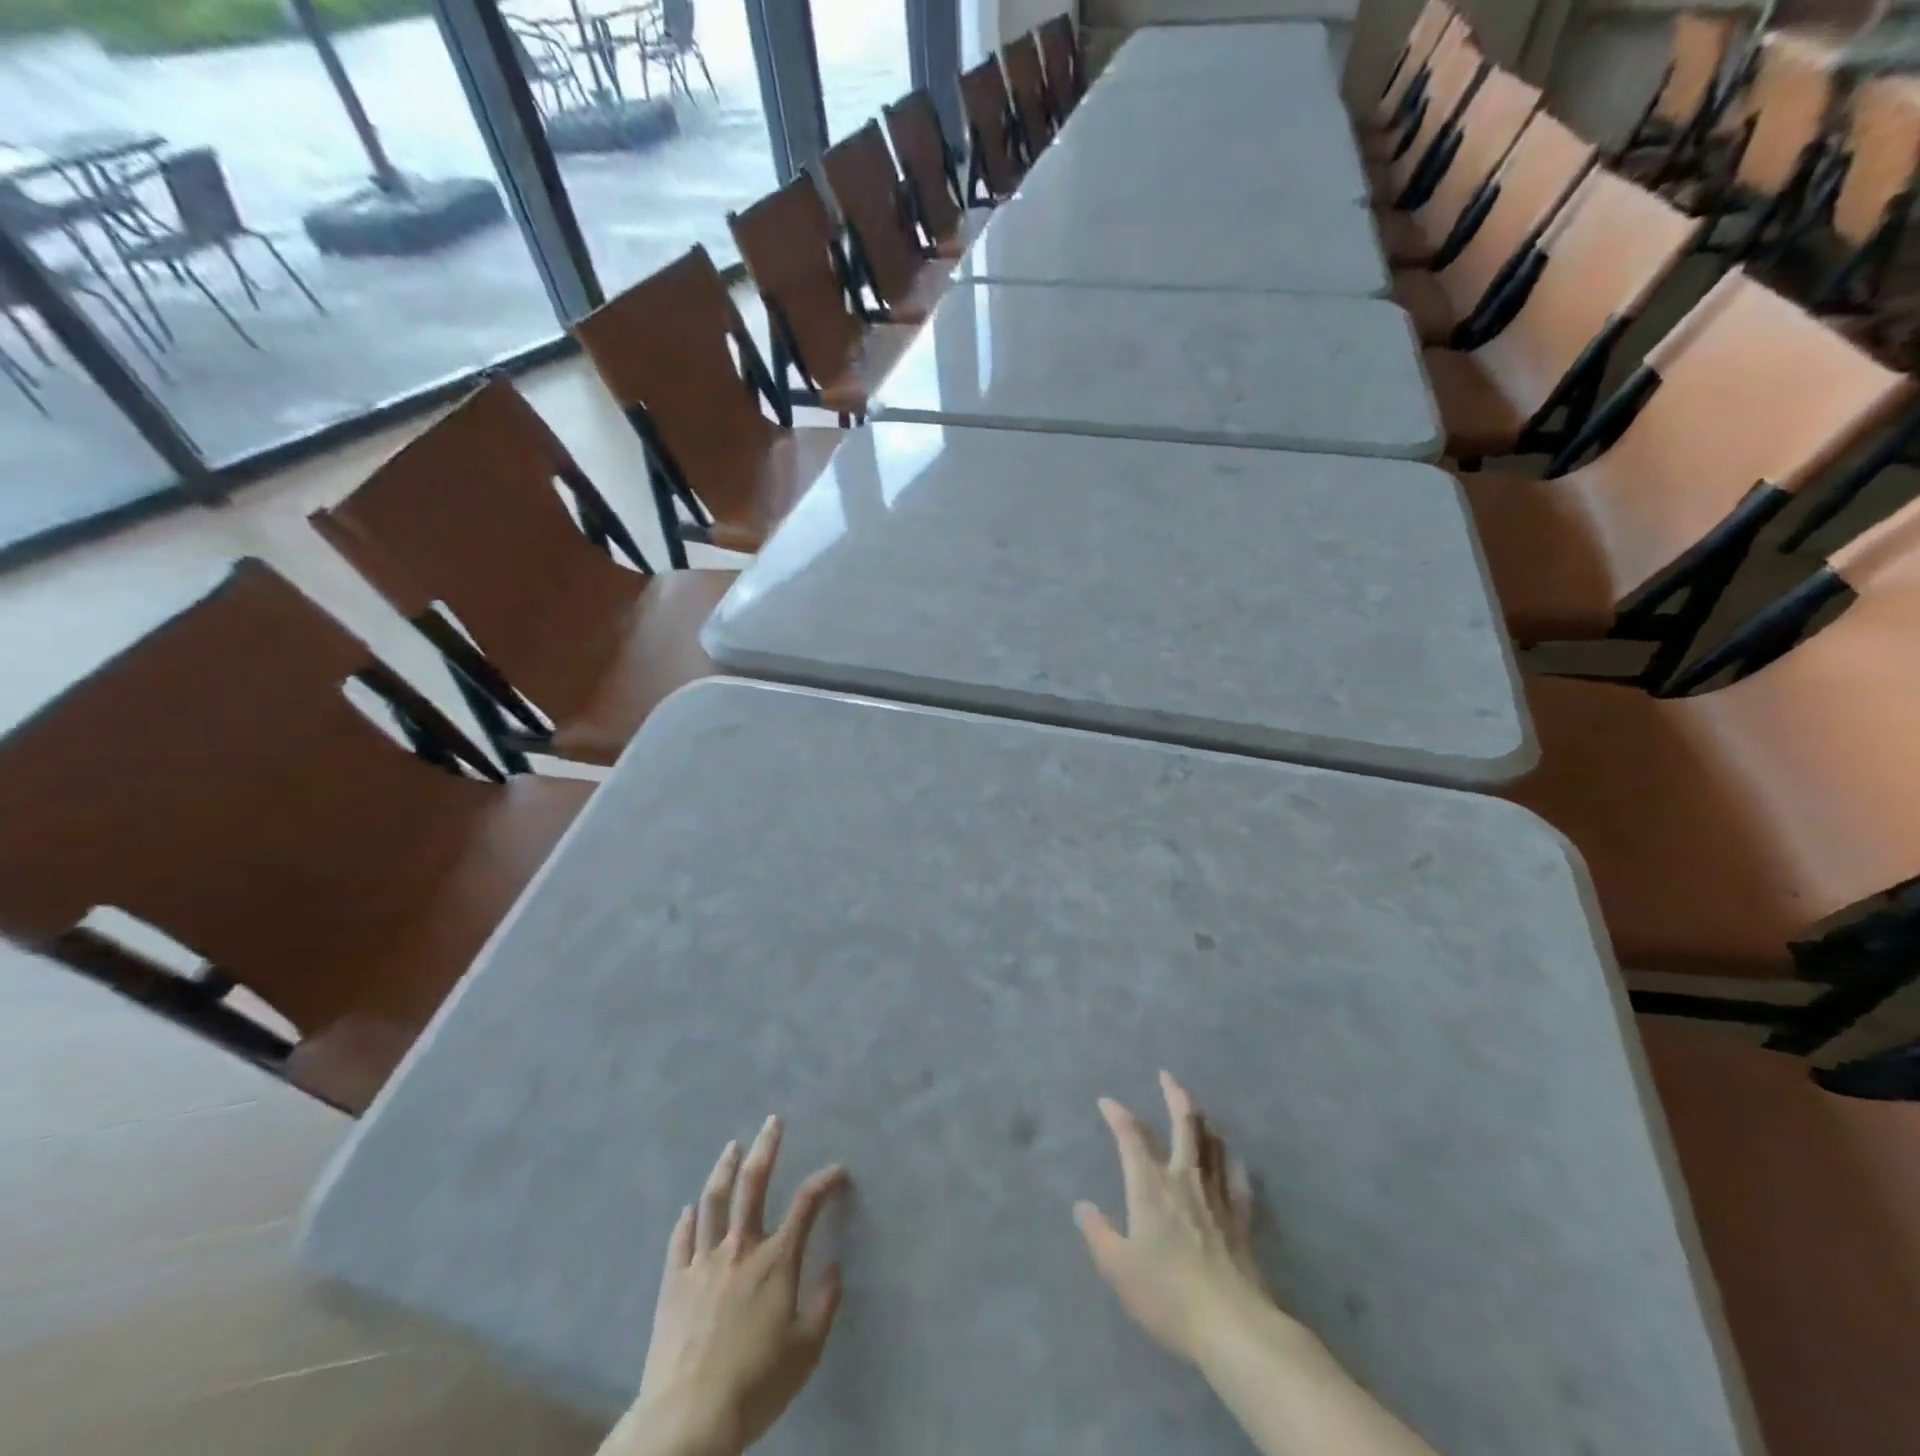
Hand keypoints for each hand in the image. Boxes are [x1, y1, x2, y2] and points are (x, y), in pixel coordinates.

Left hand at [610, 1118, 849, 1455]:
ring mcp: (703, 1262)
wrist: (688, 1419)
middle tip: (772, 1121)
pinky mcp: (673, 1282)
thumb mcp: (806, 1351)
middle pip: (754, 1184)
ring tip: (731, 1147)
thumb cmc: (755, 1385)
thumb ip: (824, 1304)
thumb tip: (835, 1267)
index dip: (824, 1181)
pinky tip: (689, 1208)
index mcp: (776, 1261)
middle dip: (766, 1147)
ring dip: (724, 1169)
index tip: (837, 1171)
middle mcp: (740, 1249)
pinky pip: (680, 1240)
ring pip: (714, 1201)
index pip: (806, 1205)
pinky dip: (687, 1220)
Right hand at [1075, 1071, 1270, 1364]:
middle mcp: (1184, 1178)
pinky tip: (1230, 1156)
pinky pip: (1237, 1177)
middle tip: (1167, 1076)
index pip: (1131, 1136)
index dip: (1118, 1115)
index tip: (1107, 1101)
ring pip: (1212, 1143)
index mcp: (1150, 1185)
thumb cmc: (1167, 1294)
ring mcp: (1217, 1196)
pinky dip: (1231, 1160)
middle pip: (1184, 1124)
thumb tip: (1082, 1206)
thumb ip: (1099, 1234)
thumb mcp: (1118, 1268)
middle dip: (1175, 1095)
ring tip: (1196, 1108)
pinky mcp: (1242, 1218)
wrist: (1232, 1324)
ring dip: (1202, 1120)